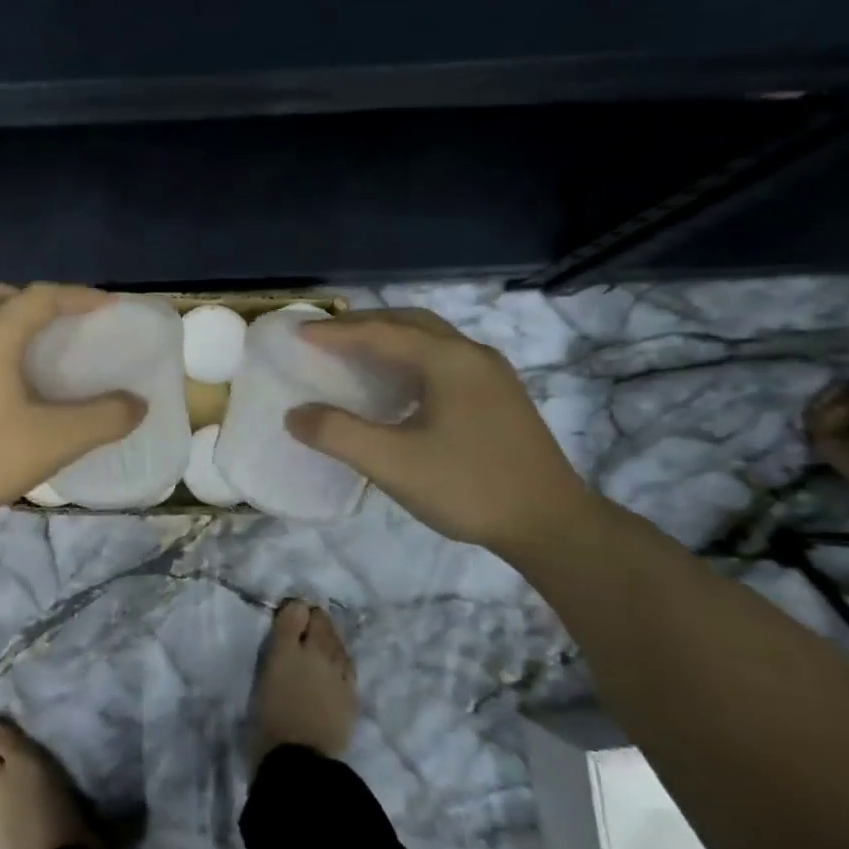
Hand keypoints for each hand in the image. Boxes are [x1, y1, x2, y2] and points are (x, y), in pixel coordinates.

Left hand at [0, 282, 146, 527]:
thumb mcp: (55, 440)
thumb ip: (103, 418)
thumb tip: (136, 403)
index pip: (41, 297)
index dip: (79, 296)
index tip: (110, 307)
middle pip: (2, 295)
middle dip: (38, 300)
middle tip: (66, 323)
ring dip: (12, 319)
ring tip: (41, 350)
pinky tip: (11, 382)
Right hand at [286, 309, 604, 555]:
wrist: (552, 525)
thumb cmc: (469, 488)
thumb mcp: (393, 464)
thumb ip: (338, 434)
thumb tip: (296, 413)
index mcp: (448, 361)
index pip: (380, 333)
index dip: (335, 333)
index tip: (298, 333)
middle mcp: (472, 355)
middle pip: (409, 323)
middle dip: (363, 324)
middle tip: (323, 336)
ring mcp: (491, 374)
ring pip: (430, 339)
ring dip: (388, 338)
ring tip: (352, 352)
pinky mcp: (499, 396)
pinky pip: (443, 359)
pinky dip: (409, 357)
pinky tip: (396, 384)